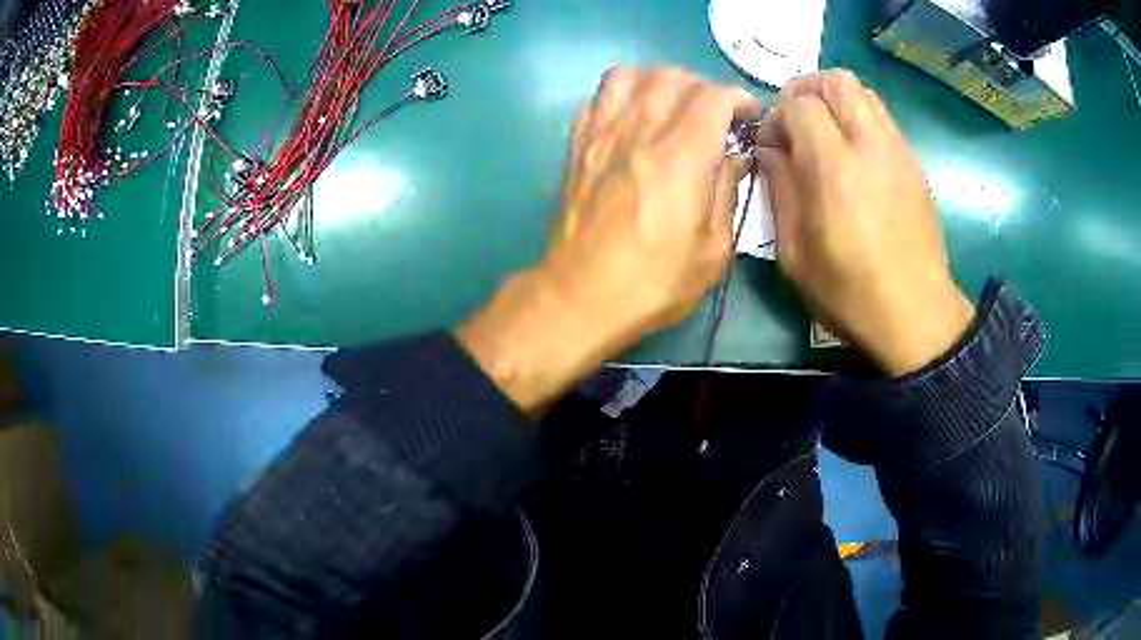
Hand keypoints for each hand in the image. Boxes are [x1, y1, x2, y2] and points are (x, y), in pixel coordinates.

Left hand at [456, 66, 758, 411]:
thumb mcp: (713, 250)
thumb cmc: (654, 281)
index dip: (737, 98)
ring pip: (631, 74)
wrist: (581, 295)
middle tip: (713, 117)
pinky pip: (599, 96)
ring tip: (671, 108)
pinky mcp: (578, 144)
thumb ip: (727, 192)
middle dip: (703, 88)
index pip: (713, 95)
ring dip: (659, 83)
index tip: (747, 117)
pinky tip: (633, 119)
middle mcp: (641, 130)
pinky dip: (623, 94)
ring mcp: (603, 133)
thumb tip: (733, 158)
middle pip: (674, 76)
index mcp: (681, 156)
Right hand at [757, 70, 974, 376]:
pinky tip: (852, 155)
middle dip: (805, 90)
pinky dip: (858, 118)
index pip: (800, 104)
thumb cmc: (851, 294)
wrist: (916, 315)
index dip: (777, 115)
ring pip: (862, 92)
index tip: (771, 144)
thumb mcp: (796, 256)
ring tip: (823, 134)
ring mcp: (898, 151)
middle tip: (794, 123)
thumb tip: (770, 152)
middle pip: (836, 81)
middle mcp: (870, 147)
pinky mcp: (913, 163)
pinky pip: (881, 117)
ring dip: (834, 100)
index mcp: (836, 171)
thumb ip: (779, 191)